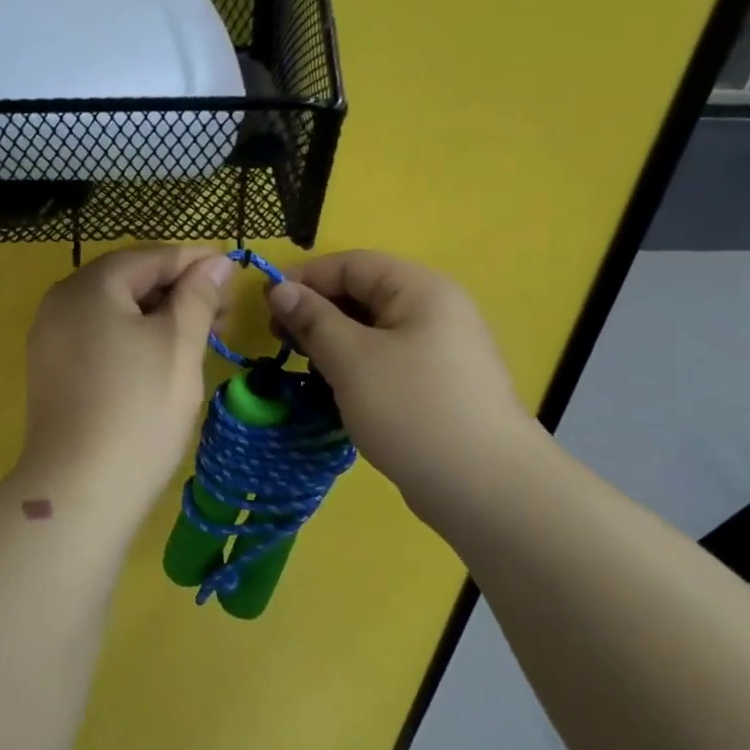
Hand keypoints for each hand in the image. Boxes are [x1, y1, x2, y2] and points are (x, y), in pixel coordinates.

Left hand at [21, 246, 235, 511]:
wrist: (80, 490)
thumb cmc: (139, 409)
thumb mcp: (178, 345)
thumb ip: (198, 296)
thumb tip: (216, 262)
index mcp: (89, 287)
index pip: (149, 257)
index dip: (195, 260)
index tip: (234, 270)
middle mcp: (60, 303)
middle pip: (127, 281)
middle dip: (177, 289)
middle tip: (224, 310)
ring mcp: (51, 340)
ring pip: (113, 311)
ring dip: (157, 315)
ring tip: (201, 334)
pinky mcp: (52, 373)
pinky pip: (98, 338)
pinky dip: (133, 338)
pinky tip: (161, 357)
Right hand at [265, 251, 536, 514]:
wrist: (484, 486)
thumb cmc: (412, 409)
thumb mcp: (351, 359)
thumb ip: (313, 319)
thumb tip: (280, 289)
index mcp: (420, 289)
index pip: (351, 263)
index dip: (305, 278)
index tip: (265, 306)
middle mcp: (435, 309)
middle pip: (363, 293)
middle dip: (317, 311)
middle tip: (280, 341)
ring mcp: (440, 348)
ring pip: (372, 330)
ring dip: (333, 342)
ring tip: (305, 369)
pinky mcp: (437, 384)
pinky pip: (386, 360)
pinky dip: (355, 367)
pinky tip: (335, 391)